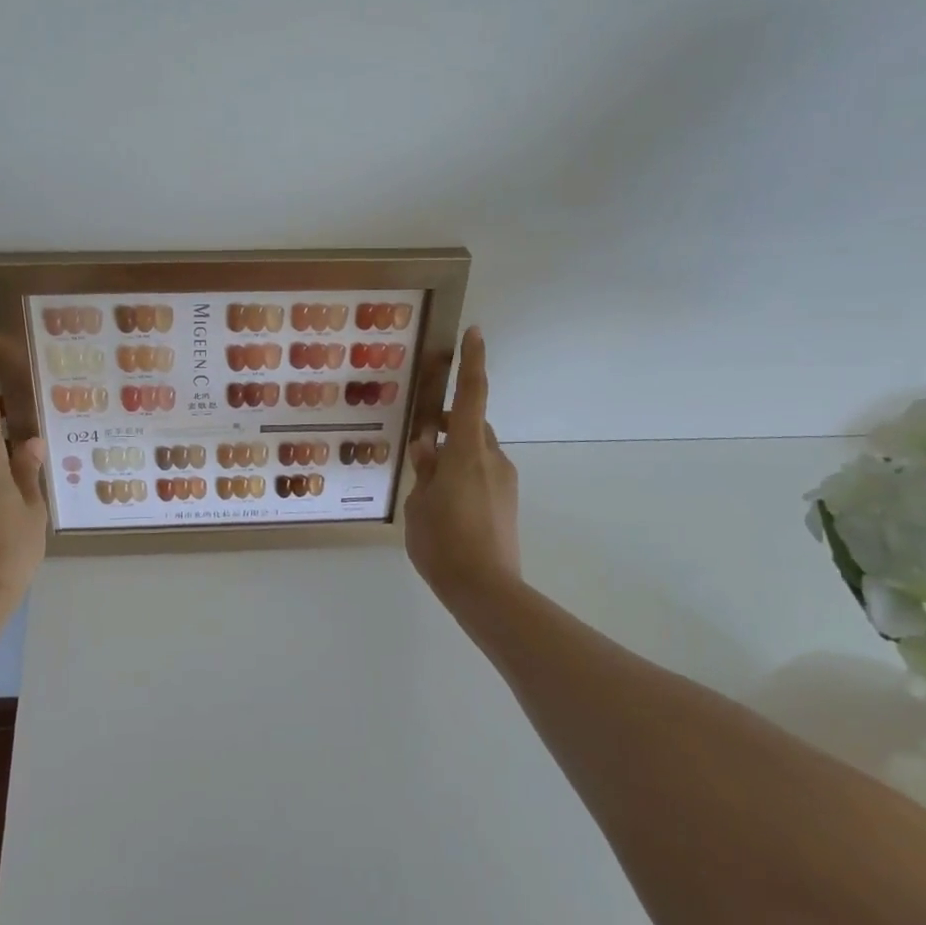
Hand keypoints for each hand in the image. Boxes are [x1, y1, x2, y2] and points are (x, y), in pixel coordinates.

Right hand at [404, 326, 520, 605]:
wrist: (486, 591)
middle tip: (422, 444)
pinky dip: (464, 476)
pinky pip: (483, 475)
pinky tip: (444, 506)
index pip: (472, 396)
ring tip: (427, 486)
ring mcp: (504, 482)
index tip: (474, 333)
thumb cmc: (442, 543)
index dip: (472, 363)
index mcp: (467, 452)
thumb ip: (424, 471)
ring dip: (455, 456)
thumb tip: (428, 447)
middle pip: (472, 426)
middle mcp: (492, 459)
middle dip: (450, 426)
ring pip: (477, 452)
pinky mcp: (507, 503)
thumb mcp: (418, 504)